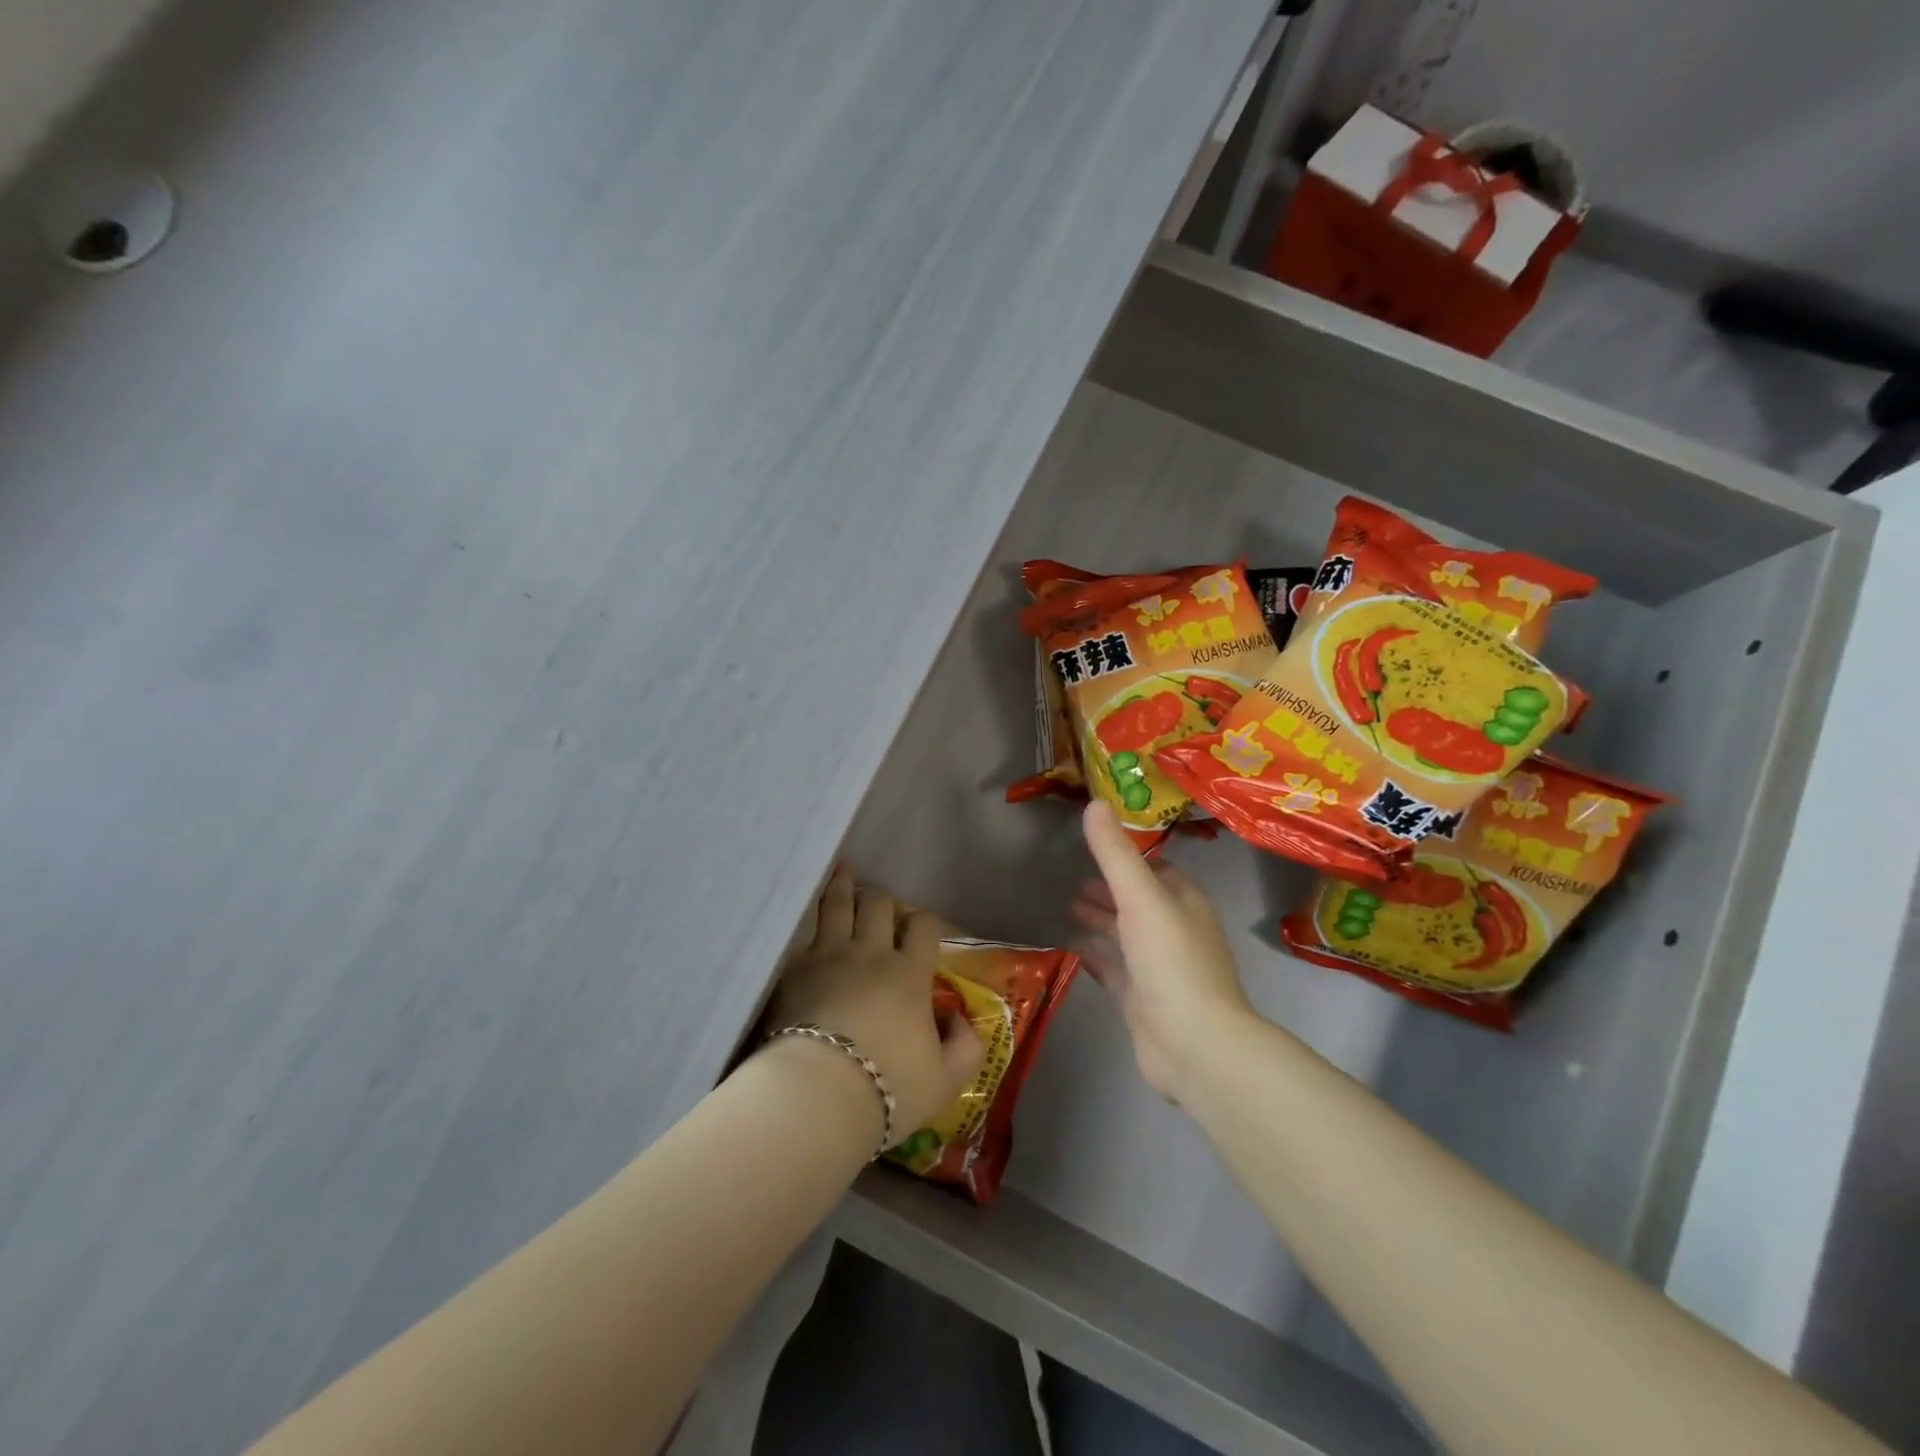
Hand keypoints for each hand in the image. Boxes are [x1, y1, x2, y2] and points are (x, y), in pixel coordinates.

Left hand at [766, 869, 985, 1139]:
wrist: (818, 1096)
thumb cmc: (888, 1088)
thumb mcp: (946, 1080)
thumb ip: (965, 1046)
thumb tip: (959, 1019)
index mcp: (909, 974)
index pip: (924, 927)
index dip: (927, 922)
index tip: (924, 930)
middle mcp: (870, 953)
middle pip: (878, 905)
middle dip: (883, 900)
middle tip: (880, 905)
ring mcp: (828, 955)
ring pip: (838, 905)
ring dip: (843, 886)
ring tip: (844, 872)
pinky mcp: (794, 969)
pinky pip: (804, 931)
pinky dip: (810, 917)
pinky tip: (807, 912)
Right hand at [1071, 802, 1252, 1101]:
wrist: (1194, 1046)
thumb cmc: (1172, 962)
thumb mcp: (1141, 897)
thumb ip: (1115, 853)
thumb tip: (1094, 802)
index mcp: (1184, 901)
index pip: (1155, 868)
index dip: (1128, 856)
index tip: (1095, 843)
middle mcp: (1174, 930)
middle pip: (1137, 901)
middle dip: (1109, 888)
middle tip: (1071, 877)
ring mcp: (1158, 967)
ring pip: (1124, 934)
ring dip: (1100, 919)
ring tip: (1065, 904)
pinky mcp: (1141, 999)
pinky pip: (1113, 967)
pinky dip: (1094, 953)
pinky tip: (1069, 945)